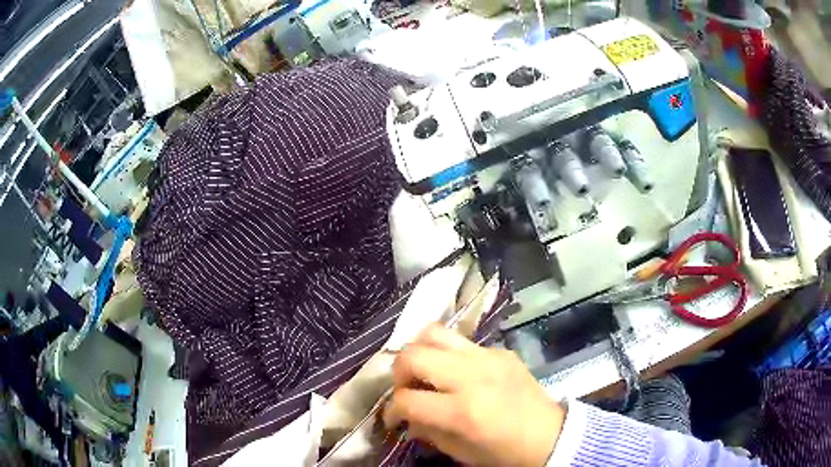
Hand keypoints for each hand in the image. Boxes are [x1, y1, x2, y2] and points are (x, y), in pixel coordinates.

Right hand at [383, 324, 565, 465]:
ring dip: (420, 352)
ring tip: (425, 372)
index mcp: (462, 411)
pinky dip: (449, 355)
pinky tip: (457, 373)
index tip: (393, 418)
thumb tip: (407, 417)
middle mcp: (471, 376)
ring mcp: (487, 358)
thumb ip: (428, 431)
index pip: (407, 399)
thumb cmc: (505, 452)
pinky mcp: (501, 351)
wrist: (550, 435)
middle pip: (413, 355)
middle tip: (407, 389)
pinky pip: (462, 342)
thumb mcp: (461, 451)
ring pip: (434, 332)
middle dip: (399, 373)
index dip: (391, 410)